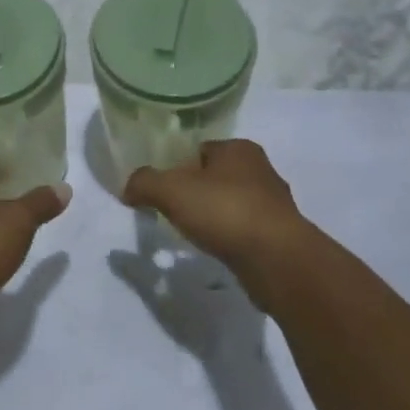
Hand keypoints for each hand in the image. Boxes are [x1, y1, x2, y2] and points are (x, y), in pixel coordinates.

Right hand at [123, 139, 306, 276]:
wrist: (278, 261)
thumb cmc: (225, 211)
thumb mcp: (171, 190)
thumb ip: (144, 183)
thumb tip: (127, 188)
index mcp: (239, 148)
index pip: (200, 150)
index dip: (178, 166)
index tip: (163, 189)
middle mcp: (261, 170)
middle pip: (216, 176)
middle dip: (196, 192)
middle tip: (174, 211)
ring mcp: (275, 204)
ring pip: (232, 204)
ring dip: (214, 216)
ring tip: (194, 234)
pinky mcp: (281, 236)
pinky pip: (245, 230)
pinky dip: (229, 238)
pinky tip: (217, 250)